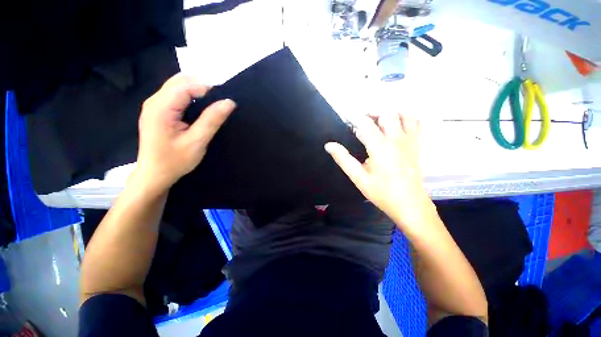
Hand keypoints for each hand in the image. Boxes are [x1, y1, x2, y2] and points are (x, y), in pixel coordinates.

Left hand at [135, 74, 234, 192]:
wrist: (155, 175)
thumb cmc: (174, 161)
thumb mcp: (197, 142)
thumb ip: (212, 120)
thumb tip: (228, 102)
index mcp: (161, 108)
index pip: (185, 85)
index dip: (207, 89)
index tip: (223, 102)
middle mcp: (154, 101)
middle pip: (179, 81)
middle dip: (201, 88)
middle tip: (217, 105)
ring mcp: (154, 105)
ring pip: (178, 86)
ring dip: (196, 92)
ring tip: (210, 108)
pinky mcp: (157, 111)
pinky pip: (175, 95)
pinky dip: (190, 98)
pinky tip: (198, 111)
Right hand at [325, 113, 432, 228]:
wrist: (409, 204)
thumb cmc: (381, 192)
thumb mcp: (358, 177)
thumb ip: (343, 159)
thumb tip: (329, 145)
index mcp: (380, 147)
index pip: (366, 123)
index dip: (354, 117)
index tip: (346, 117)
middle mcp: (396, 139)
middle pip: (386, 113)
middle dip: (372, 112)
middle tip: (361, 121)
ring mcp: (410, 141)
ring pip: (403, 115)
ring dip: (389, 114)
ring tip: (378, 122)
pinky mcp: (417, 145)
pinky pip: (415, 123)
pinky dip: (405, 118)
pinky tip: (396, 126)